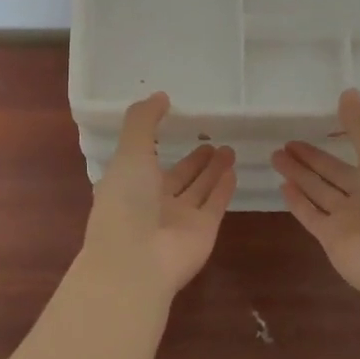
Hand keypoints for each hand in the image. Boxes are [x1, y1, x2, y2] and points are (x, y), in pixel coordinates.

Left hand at [78, 92, 235, 305]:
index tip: (173, 121)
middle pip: (177, 175)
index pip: (144, 158)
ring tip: (227, 148)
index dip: (156, 141)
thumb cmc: (126, 201)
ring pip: (198, 188)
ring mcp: (178, 219)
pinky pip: (214, 204)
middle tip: (210, 138)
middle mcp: (152, 201)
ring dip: (211, 169)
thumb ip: (143, 121)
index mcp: (127, 183)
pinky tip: (233, 170)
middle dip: (193, 159)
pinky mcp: (202, 232)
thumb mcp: (129, 151)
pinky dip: (223, 188)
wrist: (136, 262)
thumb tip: (161, 96)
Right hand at [273, 89, 359, 310]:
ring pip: (320, 191)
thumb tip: (348, 91)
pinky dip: (298, 201)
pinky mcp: (332, 238)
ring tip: (275, 154)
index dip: (343, 137)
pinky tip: (281, 185)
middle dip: (312, 157)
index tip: (321, 122)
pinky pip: (312, 214)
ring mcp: (351, 219)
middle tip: (286, 140)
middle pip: (335, 172)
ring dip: (300, 174)